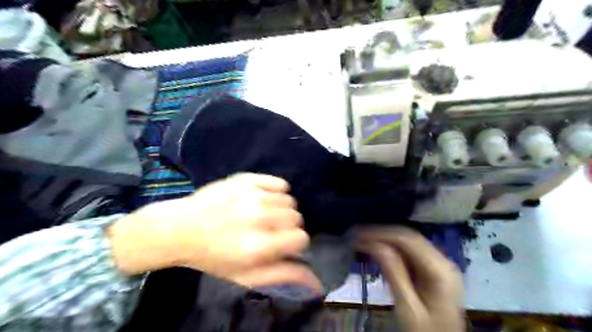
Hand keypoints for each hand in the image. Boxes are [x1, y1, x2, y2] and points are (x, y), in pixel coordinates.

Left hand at [110, 174, 322, 292]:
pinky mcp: (246, 179)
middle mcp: (257, 217)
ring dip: (281, 210)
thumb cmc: (213, 257)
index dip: (295, 242)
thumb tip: (318, 283)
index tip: (283, 243)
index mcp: (257, 246)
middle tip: (270, 230)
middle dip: (288, 226)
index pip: (300, 238)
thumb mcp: (245, 276)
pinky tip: (263, 199)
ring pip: (289, 200)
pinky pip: (279, 183)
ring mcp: (251, 195)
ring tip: (263, 215)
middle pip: (296, 217)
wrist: (180, 228)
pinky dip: (276, 192)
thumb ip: (282, 276)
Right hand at [358, 227, 464, 331]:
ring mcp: (439, 264)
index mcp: (440, 269)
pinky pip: (409, 252)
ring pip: (408, 242)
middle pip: (409, 237)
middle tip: (356, 236)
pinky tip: (376, 250)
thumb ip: (393, 272)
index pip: (407, 239)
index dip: (381, 233)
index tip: (357, 234)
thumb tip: (373, 243)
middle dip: (381, 234)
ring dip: (385, 239)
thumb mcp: (408, 308)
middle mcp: (443, 261)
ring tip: (362, 241)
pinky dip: (391, 249)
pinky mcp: (432, 270)